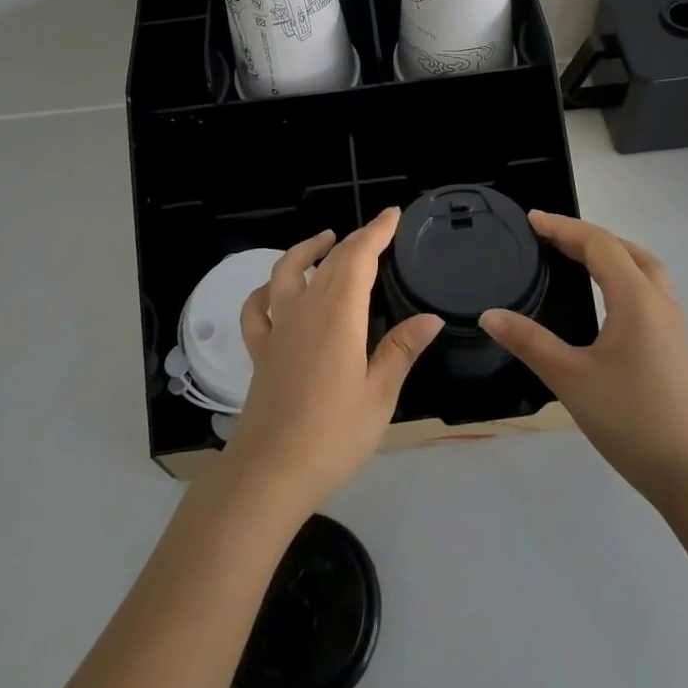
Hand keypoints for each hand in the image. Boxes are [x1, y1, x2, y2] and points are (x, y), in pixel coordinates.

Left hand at [221, 208, 442, 510]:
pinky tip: (274, 290)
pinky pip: (257, 309)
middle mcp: (305, 310)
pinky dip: (265, 290)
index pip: (359, 258)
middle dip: (355, 239)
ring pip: (286, 272)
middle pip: (329, 261)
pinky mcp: (260, 351)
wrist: (270, 472)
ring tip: (325, 240)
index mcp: (338, 314)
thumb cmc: (333, 434)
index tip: (393, 215)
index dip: (376, 232)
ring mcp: (278, 329)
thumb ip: (401, 350)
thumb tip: (431, 318)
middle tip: (377, 230)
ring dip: (306, 250)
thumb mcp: (379, 395)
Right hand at [480, 211, 687, 500]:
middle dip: (587, 235)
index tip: (531, 220)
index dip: (563, 228)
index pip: (598, 244)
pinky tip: (605, 297)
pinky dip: (623, 274)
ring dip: (611, 252)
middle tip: (550, 237)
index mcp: (636, 299)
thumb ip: (529, 342)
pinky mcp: (675, 342)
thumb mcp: (570, 378)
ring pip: (643, 267)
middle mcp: (659, 301)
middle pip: (625, 249)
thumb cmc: (629, 418)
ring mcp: (672, 322)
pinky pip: (648, 288)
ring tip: (577, 257)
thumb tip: (489, 315)